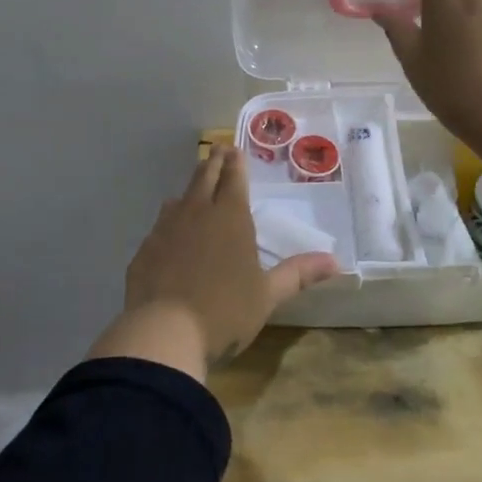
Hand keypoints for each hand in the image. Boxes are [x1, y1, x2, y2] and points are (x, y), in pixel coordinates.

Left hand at [87, 145, 337, 379]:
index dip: (235, 162)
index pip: (233, 177)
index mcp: (230, 217)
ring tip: (195, 191)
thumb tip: (336, 261)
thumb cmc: (224, 311)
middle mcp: (196, 213)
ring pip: (178, 199)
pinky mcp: (144, 250)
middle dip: (213, 162)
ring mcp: (165, 229)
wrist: (162, 333)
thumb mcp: (267, 295)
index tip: (233, 149)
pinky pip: (159, 227)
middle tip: (217, 151)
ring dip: (190, 191)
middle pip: (204, 177)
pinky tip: (170, 237)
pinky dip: (169, 223)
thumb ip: (298, 274)